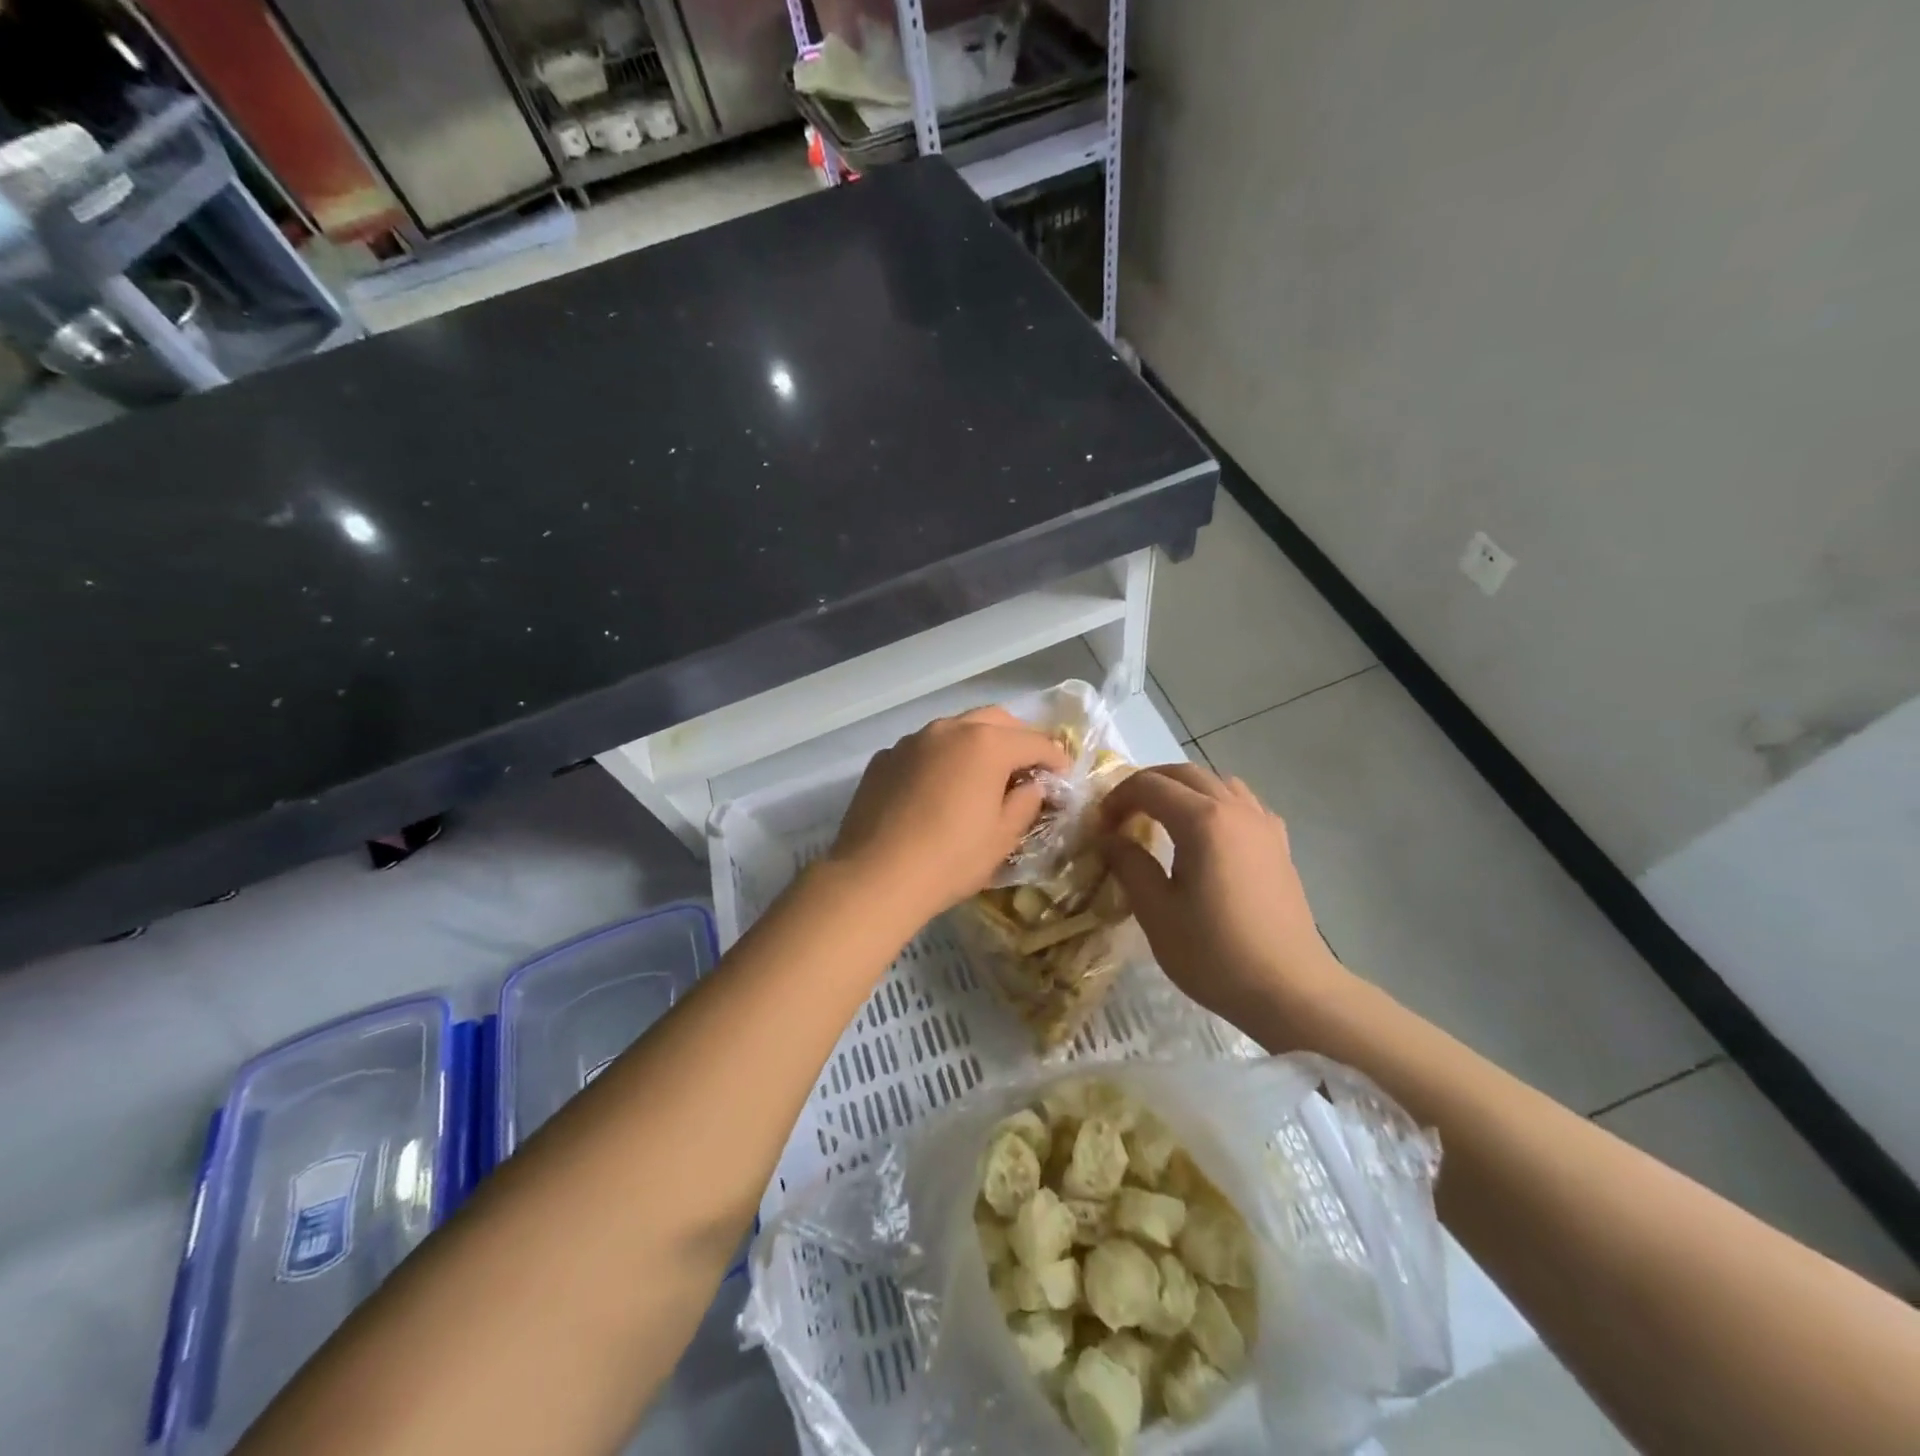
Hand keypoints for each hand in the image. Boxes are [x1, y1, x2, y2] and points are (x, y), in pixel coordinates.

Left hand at [826, 707, 1068, 928]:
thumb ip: (1025, 803)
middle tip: (1026, 767)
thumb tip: (1032, 786)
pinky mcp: (884, 758)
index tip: (1063, 774)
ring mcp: (911, 741)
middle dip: (1016, 738)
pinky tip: (938, 789)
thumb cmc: (950, 859)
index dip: (1055, 757)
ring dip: (976, 744)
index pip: (1034, 741)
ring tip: (981, 775)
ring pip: (954, 729)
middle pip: (994, 720)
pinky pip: (923, 749)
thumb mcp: (1002, 837)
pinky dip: (940, 759)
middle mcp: (948, 729)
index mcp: (986, 744)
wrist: (875, 877)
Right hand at [1100, 764, 1356, 1032]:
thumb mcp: (1157, 912)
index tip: (1100, 827)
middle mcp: (1236, 809)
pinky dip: (1214, 805)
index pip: (1150, 785)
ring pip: (1216, 783)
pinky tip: (1207, 837)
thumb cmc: (1215, 953)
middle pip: (1184, 773)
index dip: (1117, 798)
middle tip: (1122, 815)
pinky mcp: (1279, 845)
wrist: (1290, 990)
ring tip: (1161, 820)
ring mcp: (1263, 824)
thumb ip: (1129, 865)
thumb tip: (1110, 839)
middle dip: (1147, 785)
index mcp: (1203, 820)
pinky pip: (1242, 804)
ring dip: (1182, 790)